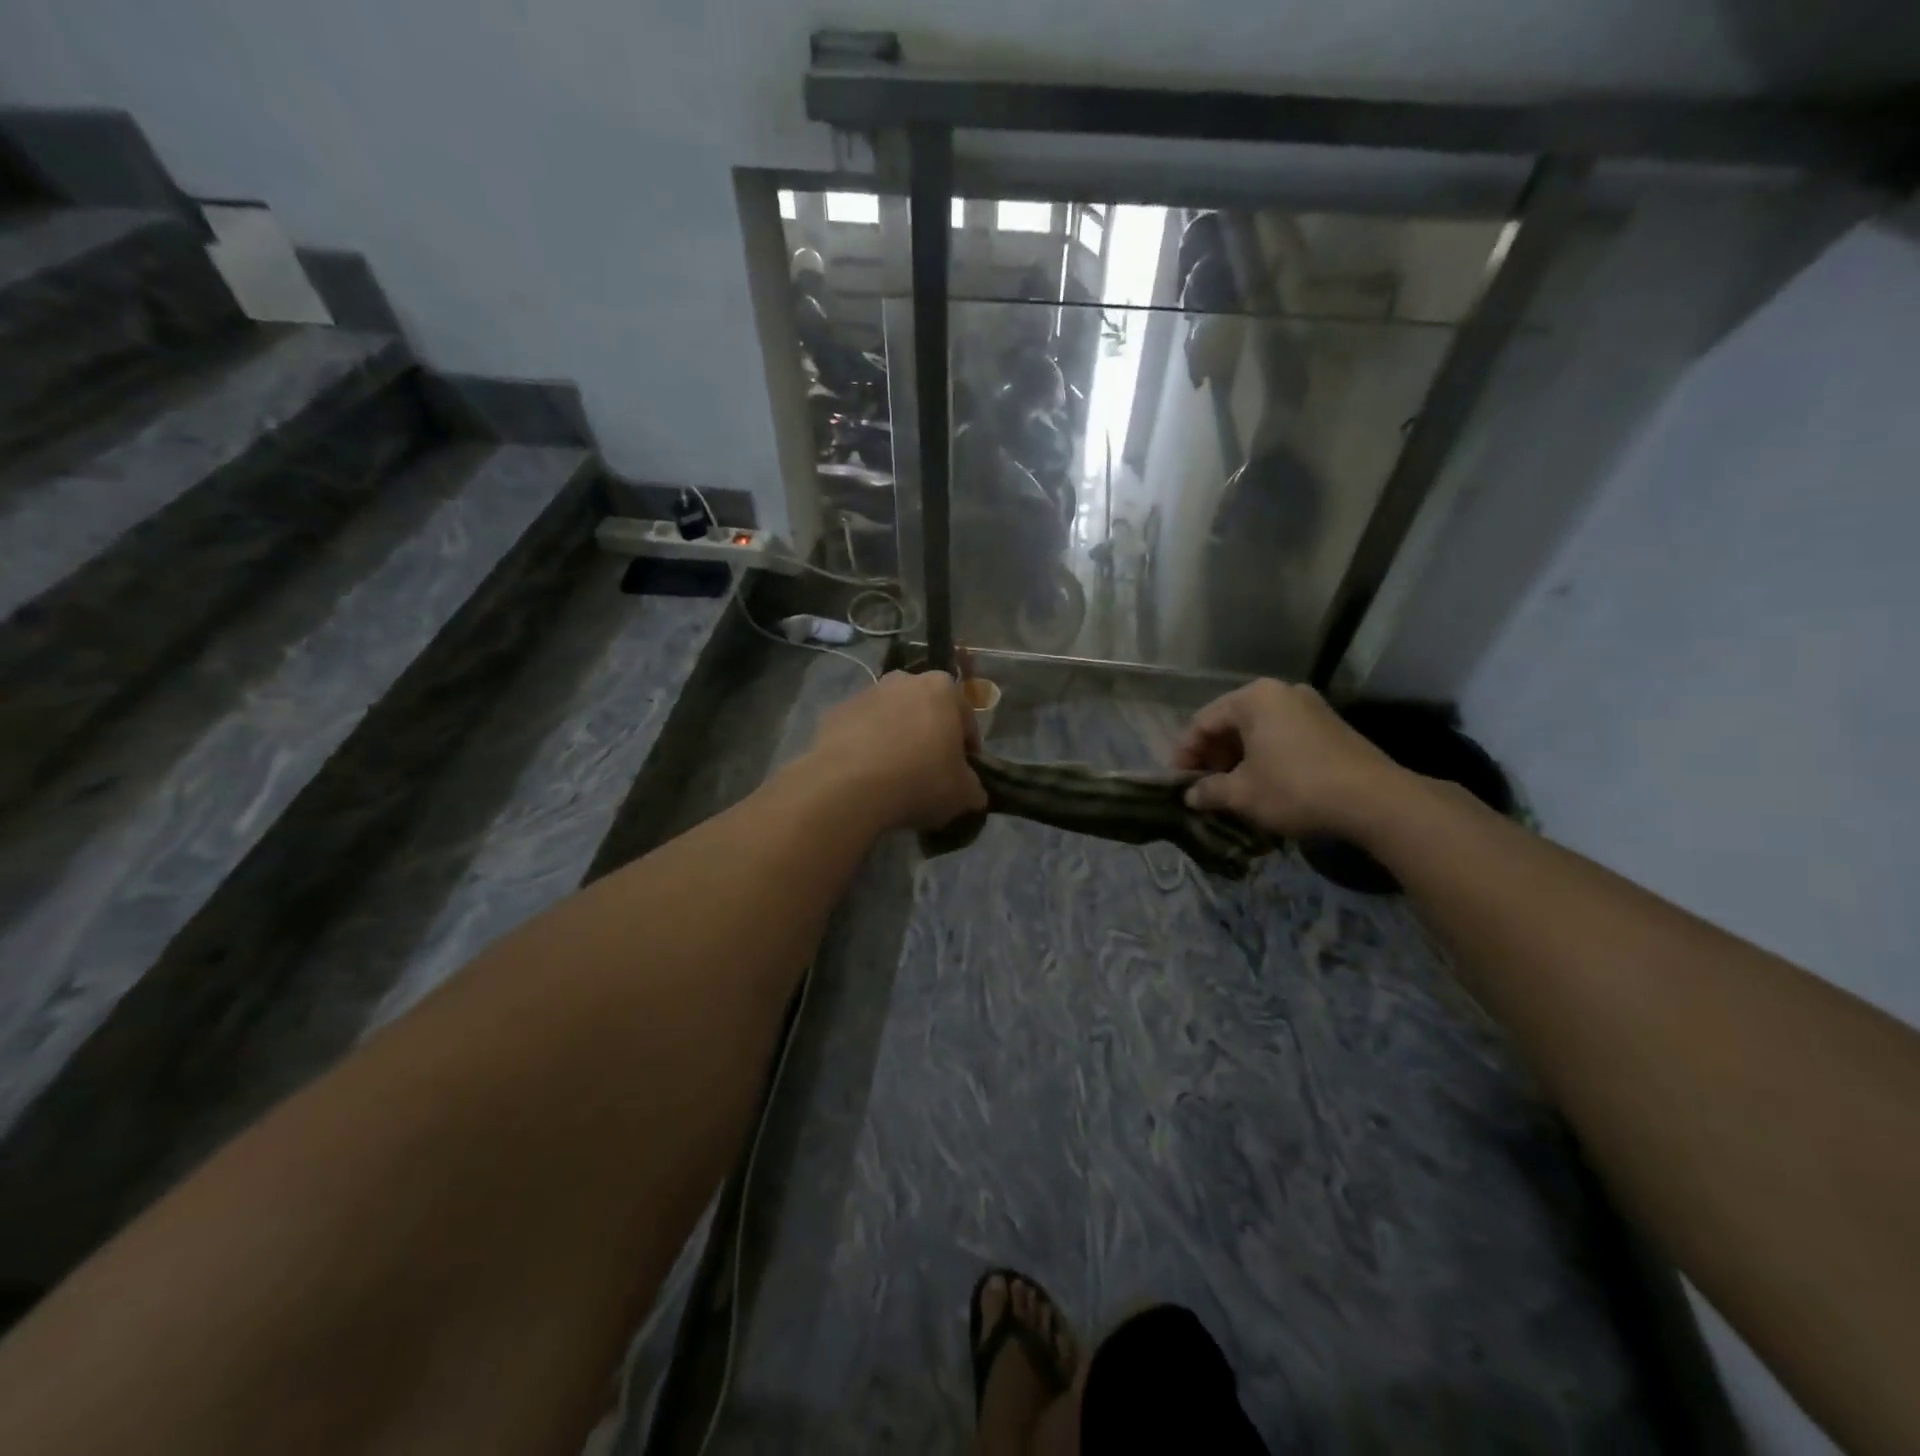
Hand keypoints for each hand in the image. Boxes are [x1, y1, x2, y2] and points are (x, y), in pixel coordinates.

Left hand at [806, 670, 986, 830]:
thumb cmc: (919, 780)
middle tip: (928, 772)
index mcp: (943, 688)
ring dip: (895, 739)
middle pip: (925, 711)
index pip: (965, 718)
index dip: (967, 748)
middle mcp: (904, 680)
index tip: (962, 774)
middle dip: (928, 736)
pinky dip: (864, 747)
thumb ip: (973, 788)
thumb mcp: (963, 794)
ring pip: (890, 718)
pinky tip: (865, 776)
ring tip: (893, 777)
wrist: (848, 786)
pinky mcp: (834, 712)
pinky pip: (859, 731)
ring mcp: (865, 693)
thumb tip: (973, 792)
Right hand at [1173, 679, 1406, 837]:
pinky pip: (1282, 736)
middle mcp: (1281, 692)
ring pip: (1258, 730)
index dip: (1185, 753)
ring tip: (1231, 789)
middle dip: (1213, 755)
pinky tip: (1264, 784)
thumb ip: (1209, 791)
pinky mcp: (1330, 726)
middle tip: (1204, 786)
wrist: (1375, 801)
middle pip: (1231, 722)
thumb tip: (1190, 795)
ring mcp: (1310, 706)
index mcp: (1254, 698)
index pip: (1203, 721)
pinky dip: (1265, 757)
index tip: (1178, 783)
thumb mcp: (1242, 794)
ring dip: (1238, 758)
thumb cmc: (1296, 789)